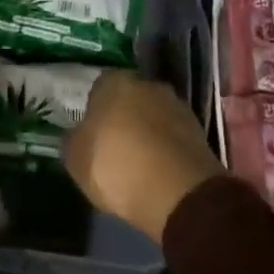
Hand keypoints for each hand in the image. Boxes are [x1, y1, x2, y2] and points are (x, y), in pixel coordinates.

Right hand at [64, 70, 223, 243]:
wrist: (178, 192)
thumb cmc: (117, 166)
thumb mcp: (76, 159)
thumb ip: (74, 140)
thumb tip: (78, 135)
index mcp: (114, 81)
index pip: (99, 86)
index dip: (94, 110)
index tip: (91, 133)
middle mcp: (147, 84)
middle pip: (130, 98)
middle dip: (123, 117)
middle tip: (113, 146)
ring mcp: (177, 105)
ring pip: (153, 116)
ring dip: (147, 133)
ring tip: (138, 163)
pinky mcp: (199, 131)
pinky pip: (172, 136)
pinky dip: (165, 149)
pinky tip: (158, 172)